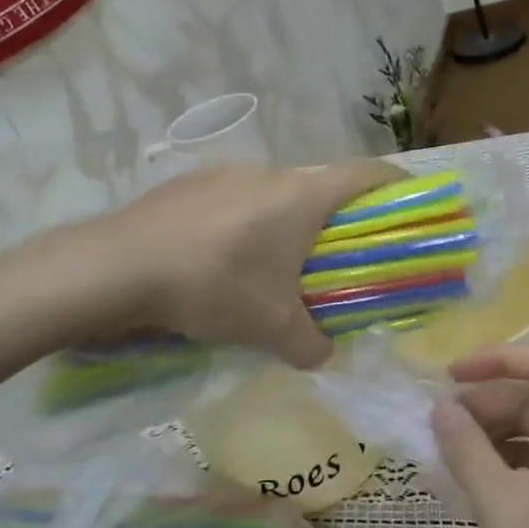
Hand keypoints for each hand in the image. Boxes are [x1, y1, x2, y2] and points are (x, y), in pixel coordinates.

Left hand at [107, 160, 403, 367]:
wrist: (118, 267)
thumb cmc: (215, 286)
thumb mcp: (271, 327)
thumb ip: (310, 344)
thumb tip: (324, 355)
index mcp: (303, 195)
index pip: (367, 173)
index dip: (396, 183)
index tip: (410, 201)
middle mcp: (269, 172)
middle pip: (320, 186)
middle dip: (335, 219)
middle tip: (335, 257)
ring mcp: (225, 173)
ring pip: (273, 194)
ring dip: (285, 223)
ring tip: (271, 266)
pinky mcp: (189, 185)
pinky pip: (234, 200)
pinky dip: (243, 225)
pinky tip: (220, 261)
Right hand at [431, 345, 528, 527]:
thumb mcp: (500, 507)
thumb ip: (467, 449)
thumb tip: (441, 408)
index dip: (499, 358)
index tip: (451, 375)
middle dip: (485, 402)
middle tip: (438, 425)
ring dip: (488, 432)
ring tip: (445, 451)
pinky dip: (498, 461)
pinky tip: (467, 480)